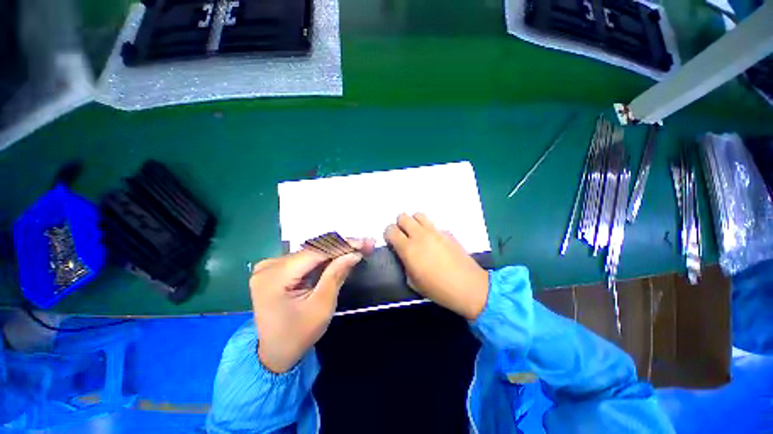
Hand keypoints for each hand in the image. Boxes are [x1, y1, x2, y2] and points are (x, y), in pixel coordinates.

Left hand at [250, 239, 373, 372]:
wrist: (274, 354)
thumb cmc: (298, 335)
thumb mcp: (321, 306)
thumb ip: (336, 275)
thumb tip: (354, 253)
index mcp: (275, 276)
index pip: (315, 251)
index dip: (343, 245)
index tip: (365, 243)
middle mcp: (269, 265)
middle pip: (313, 249)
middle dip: (342, 246)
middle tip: (366, 245)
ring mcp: (270, 266)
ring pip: (311, 252)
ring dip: (335, 250)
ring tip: (358, 248)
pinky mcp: (275, 269)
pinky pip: (305, 258)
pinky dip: (325, 257)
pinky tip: (341, 255)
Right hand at [384, 213, 488, 319]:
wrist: (467, 286)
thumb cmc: (437, 289)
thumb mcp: (413, 282)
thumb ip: (404, 264)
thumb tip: (404, 255)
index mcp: (408, 249)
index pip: (390, 230)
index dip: (388, 235)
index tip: (392, 242)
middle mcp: (420, 235)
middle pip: (403, 217)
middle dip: (400, 225)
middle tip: (404, 237)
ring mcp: (435, 231)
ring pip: (418, 215)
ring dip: (414, 223)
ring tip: (418, 235)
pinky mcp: (447, 232)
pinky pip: (433, 225)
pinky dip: (429, 230)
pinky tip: (434, 243)